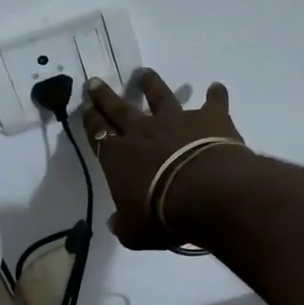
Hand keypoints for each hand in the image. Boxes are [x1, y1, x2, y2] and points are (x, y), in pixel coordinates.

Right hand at [81, 70, 245, 248]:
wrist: (205, 194)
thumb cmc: (161, 215)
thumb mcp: (134, 231)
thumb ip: (123, 224)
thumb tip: (115, 223)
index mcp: (118, 157)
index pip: (98, 134)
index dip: (91, 121)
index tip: (86, 108)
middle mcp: (143, 131)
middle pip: (119, 108)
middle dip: (106, 96)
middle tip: (96, 81)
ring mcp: (177, 120)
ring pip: (160, 96)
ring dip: (152, 84)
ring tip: (146, 73)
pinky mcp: (209, 118)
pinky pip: (213, 102)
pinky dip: (216, 94)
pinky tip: (217, 88)